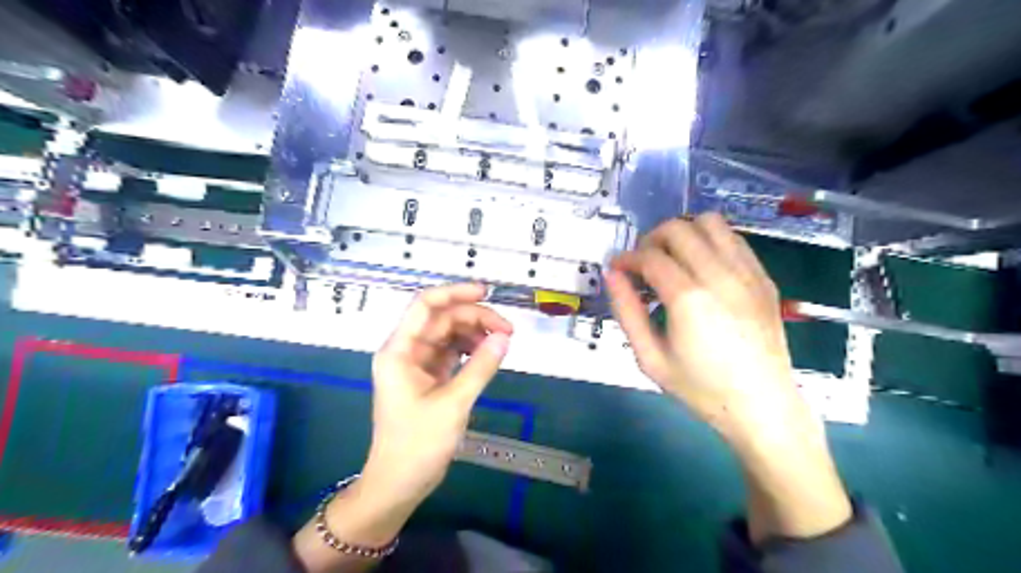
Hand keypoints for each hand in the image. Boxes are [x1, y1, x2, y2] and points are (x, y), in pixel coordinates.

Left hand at [365, 284, 513, 504]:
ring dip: (475, 333)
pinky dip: (470, 350)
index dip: (455, 293)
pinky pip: (451, 352)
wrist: (399, 483)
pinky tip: (488, 354)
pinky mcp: (428, 377)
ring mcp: (417, 364)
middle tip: (507, 331)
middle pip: (442, 319)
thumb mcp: (453, 403)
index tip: (486, 293)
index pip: (425, 305)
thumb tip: (504, 338)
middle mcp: (406, 351)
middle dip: (474, 318)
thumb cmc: (418, 444)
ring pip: (448, 334)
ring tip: (502, 343)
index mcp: (400, 351)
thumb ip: (480, 367)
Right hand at [604, 212, 797, 439]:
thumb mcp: (650, 358)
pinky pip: (734, 239)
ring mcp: (747, 273)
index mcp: (688, 298)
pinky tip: (702, 267)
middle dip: (650, 239)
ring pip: (710, 223)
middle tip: (642, 265)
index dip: (626, 258)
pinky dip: (710, 241)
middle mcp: (720, 275)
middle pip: (678, 229)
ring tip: (672, 259)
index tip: (617, 269)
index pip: (649, 256)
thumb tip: (612, 275)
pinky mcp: (763, 278)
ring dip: (683, 233)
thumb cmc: (701, 389)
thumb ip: (627, 312)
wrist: (762, 407)